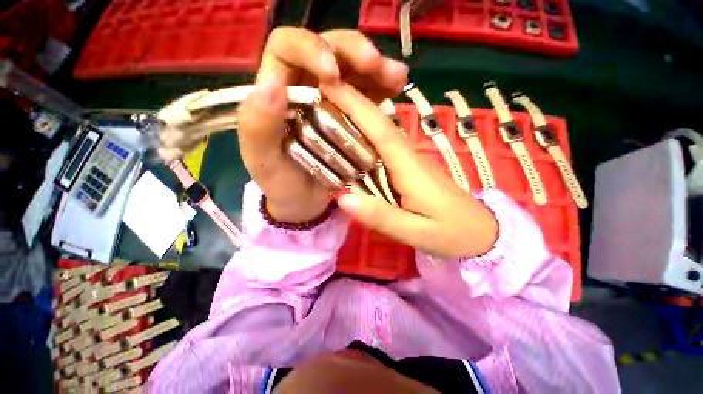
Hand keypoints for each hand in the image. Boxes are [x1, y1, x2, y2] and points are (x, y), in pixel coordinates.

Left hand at [237, 27, 407, 222]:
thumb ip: (258, 127)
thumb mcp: (262, 160)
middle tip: (375, 66)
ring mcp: (334, 101)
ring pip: (355, 70)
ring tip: (397, 78)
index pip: (289, 47)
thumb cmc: (280, 182)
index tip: (332, 73)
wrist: (304, 201)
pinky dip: (383, 90)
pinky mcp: (353, 116)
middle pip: (329, 51)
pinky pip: (369, 95)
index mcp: (278, 89)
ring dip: (377, 69)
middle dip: (353, 53)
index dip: (311, 49)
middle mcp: (307, 86)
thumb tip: (271, 86)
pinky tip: (397, 89)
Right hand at [321, 83, 498, 258]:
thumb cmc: (453, 233)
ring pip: (379, 134)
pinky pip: (381, 150)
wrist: (482, 234)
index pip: (380, 129)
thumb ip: (381, 217)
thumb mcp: (417, 232)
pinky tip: (348, 139)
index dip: (356, 106)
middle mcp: (407, 157)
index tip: (330, 84)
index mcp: (409, 167)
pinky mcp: (407, 171)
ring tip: (327, 108)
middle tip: (320, 91)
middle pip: (378, 125)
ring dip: (355, 118)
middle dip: (351, 104)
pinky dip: (363, 138)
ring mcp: (408, 163)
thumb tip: (342, 198)